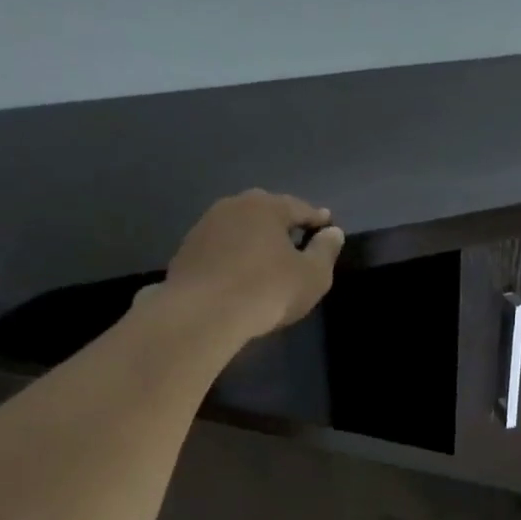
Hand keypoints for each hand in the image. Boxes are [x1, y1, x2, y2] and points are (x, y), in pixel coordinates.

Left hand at [162, 189, 345, 340]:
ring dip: (255, 239)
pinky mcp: (187, 250)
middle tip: (296, 239)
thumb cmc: (268, 290)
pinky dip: (234, 255)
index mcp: (267, 206)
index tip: (328, 226)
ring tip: (267, 257)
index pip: (300, 208)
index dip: (317, 219)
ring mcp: (205, 226)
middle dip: (282, 224)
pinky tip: (239, 273)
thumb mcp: (312, 275)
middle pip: (266, 212)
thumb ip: (326, 251)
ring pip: (240, 228)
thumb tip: (333, 232)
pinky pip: (221, 248)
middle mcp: (234, 206)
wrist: (203, 313)